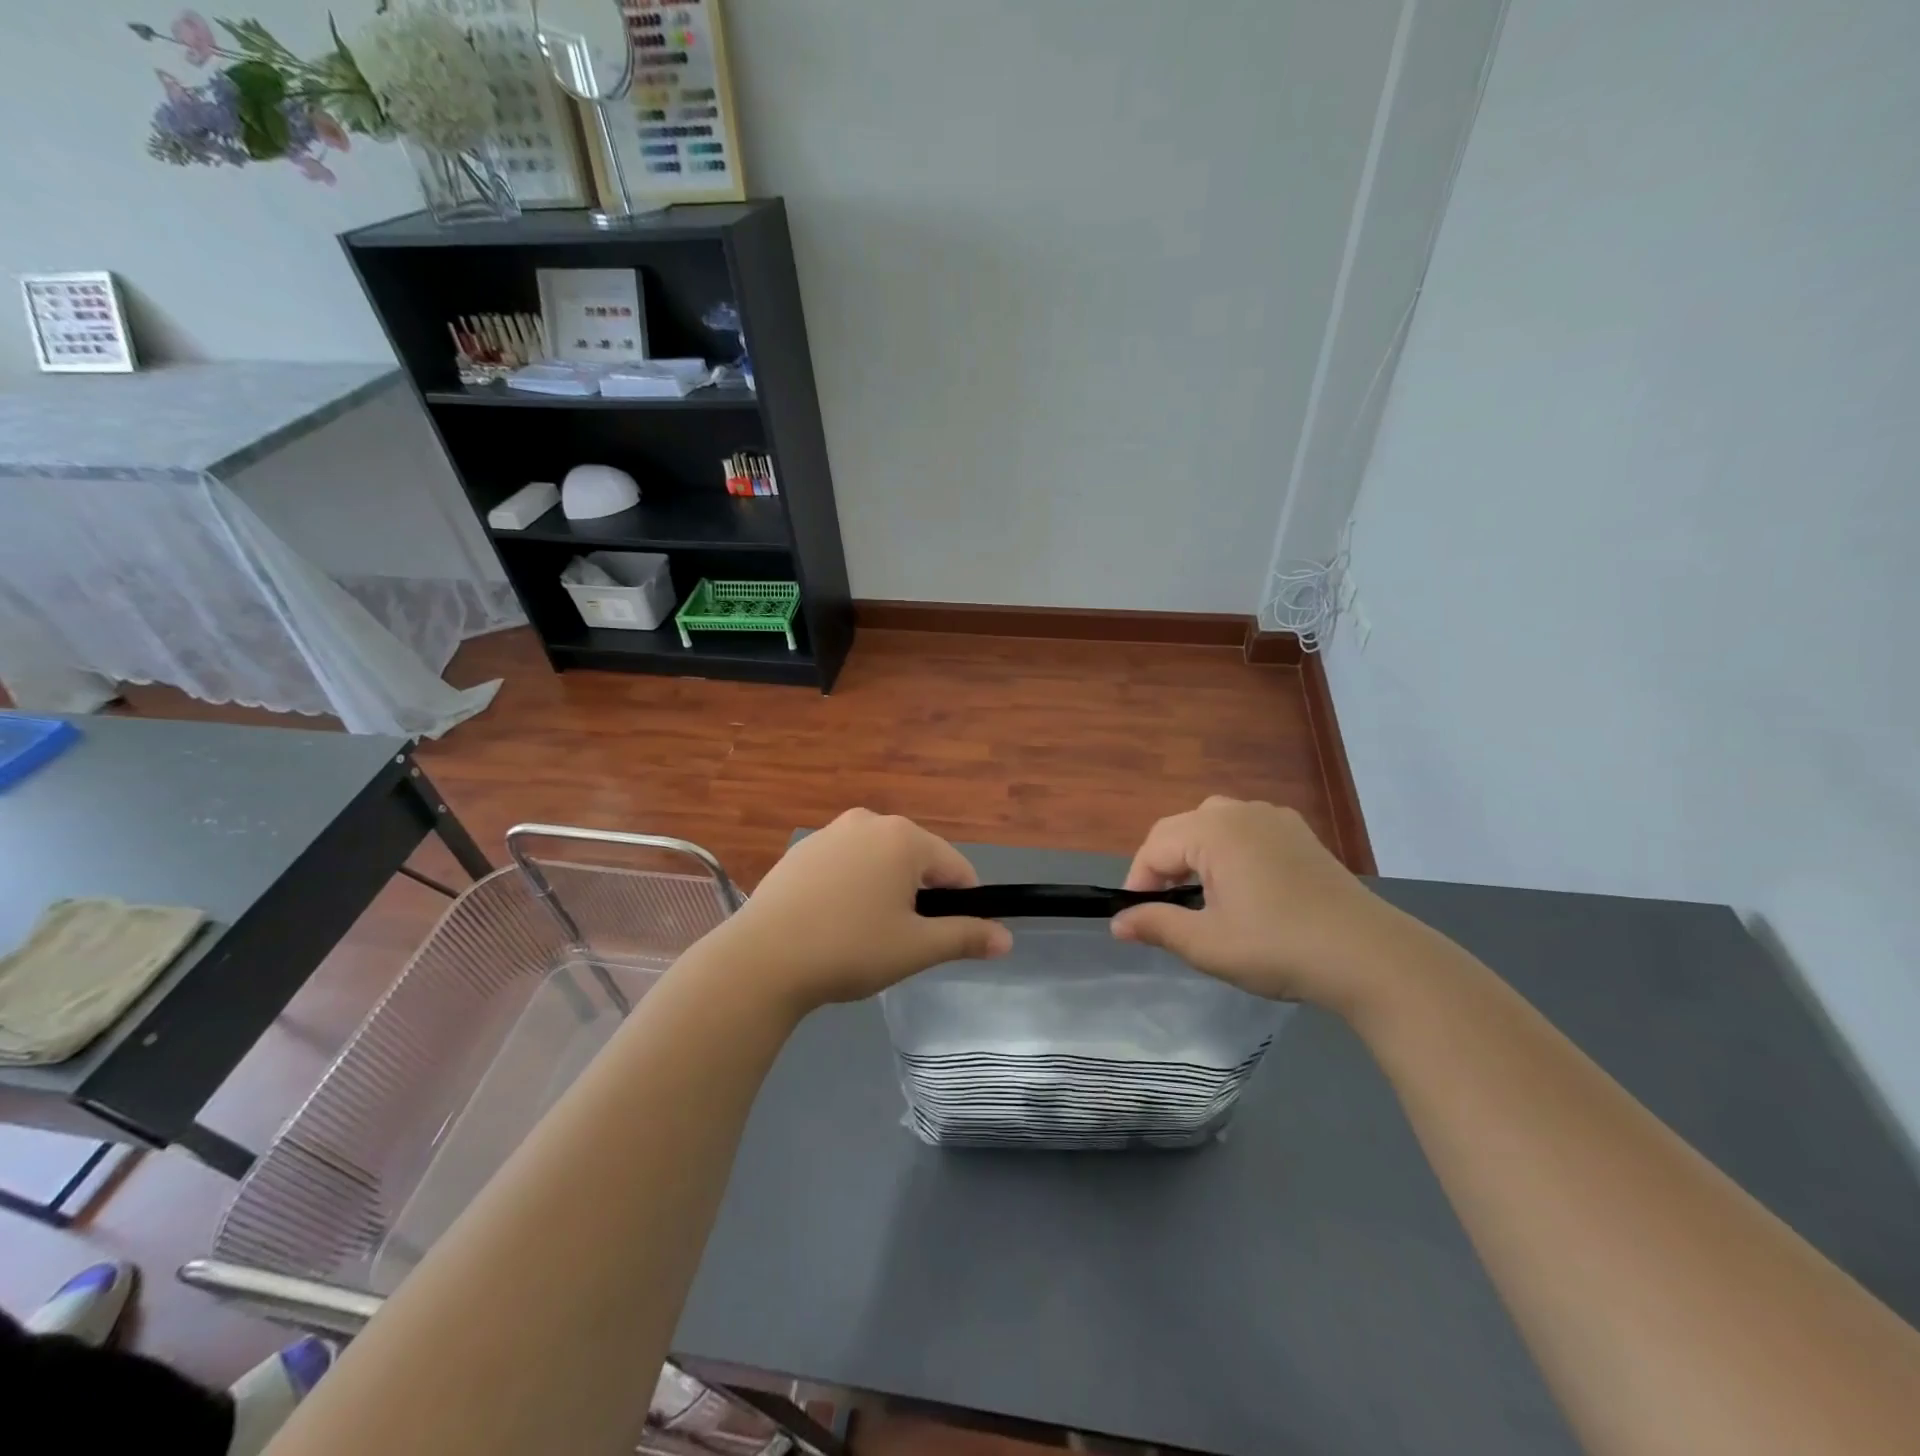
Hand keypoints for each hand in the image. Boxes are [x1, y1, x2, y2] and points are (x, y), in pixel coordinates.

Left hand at [706, 809, 1012, 1013]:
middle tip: (899, 941)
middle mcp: (869, 821)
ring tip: (862, 935)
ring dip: (884, 891)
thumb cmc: (850, 949)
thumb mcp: (916, 948)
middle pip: (916, 860)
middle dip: (918, 897)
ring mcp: (830, 833)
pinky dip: (850, 888)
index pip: (956, 868)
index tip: (945, 939)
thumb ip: (965, 937)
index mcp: (904, 837)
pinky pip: (844, 865)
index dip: (962, 905)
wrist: (761, 959)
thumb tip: (1007, 939)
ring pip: (878, 861)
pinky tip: (831, 923)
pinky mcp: (800, 851)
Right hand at [1111, 797, 1410, 1013]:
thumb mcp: (1208, 944)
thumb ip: (1157, 926)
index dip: (1138, 882)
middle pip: (1181, 828)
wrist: (1370, 957)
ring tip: (1198, 894)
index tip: (1136, 920)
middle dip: (1163, 865)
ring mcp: (1275, 819)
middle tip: (1164, 908)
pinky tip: (1241, 884)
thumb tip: (1118, 923)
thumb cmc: (1279, 947)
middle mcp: (1241, 813)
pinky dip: (1229, 849)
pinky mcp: (1300, 834)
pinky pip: (1247, 829)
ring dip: (1195, 854)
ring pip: (1214, 824)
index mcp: (1214, 831)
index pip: (1155, 847)